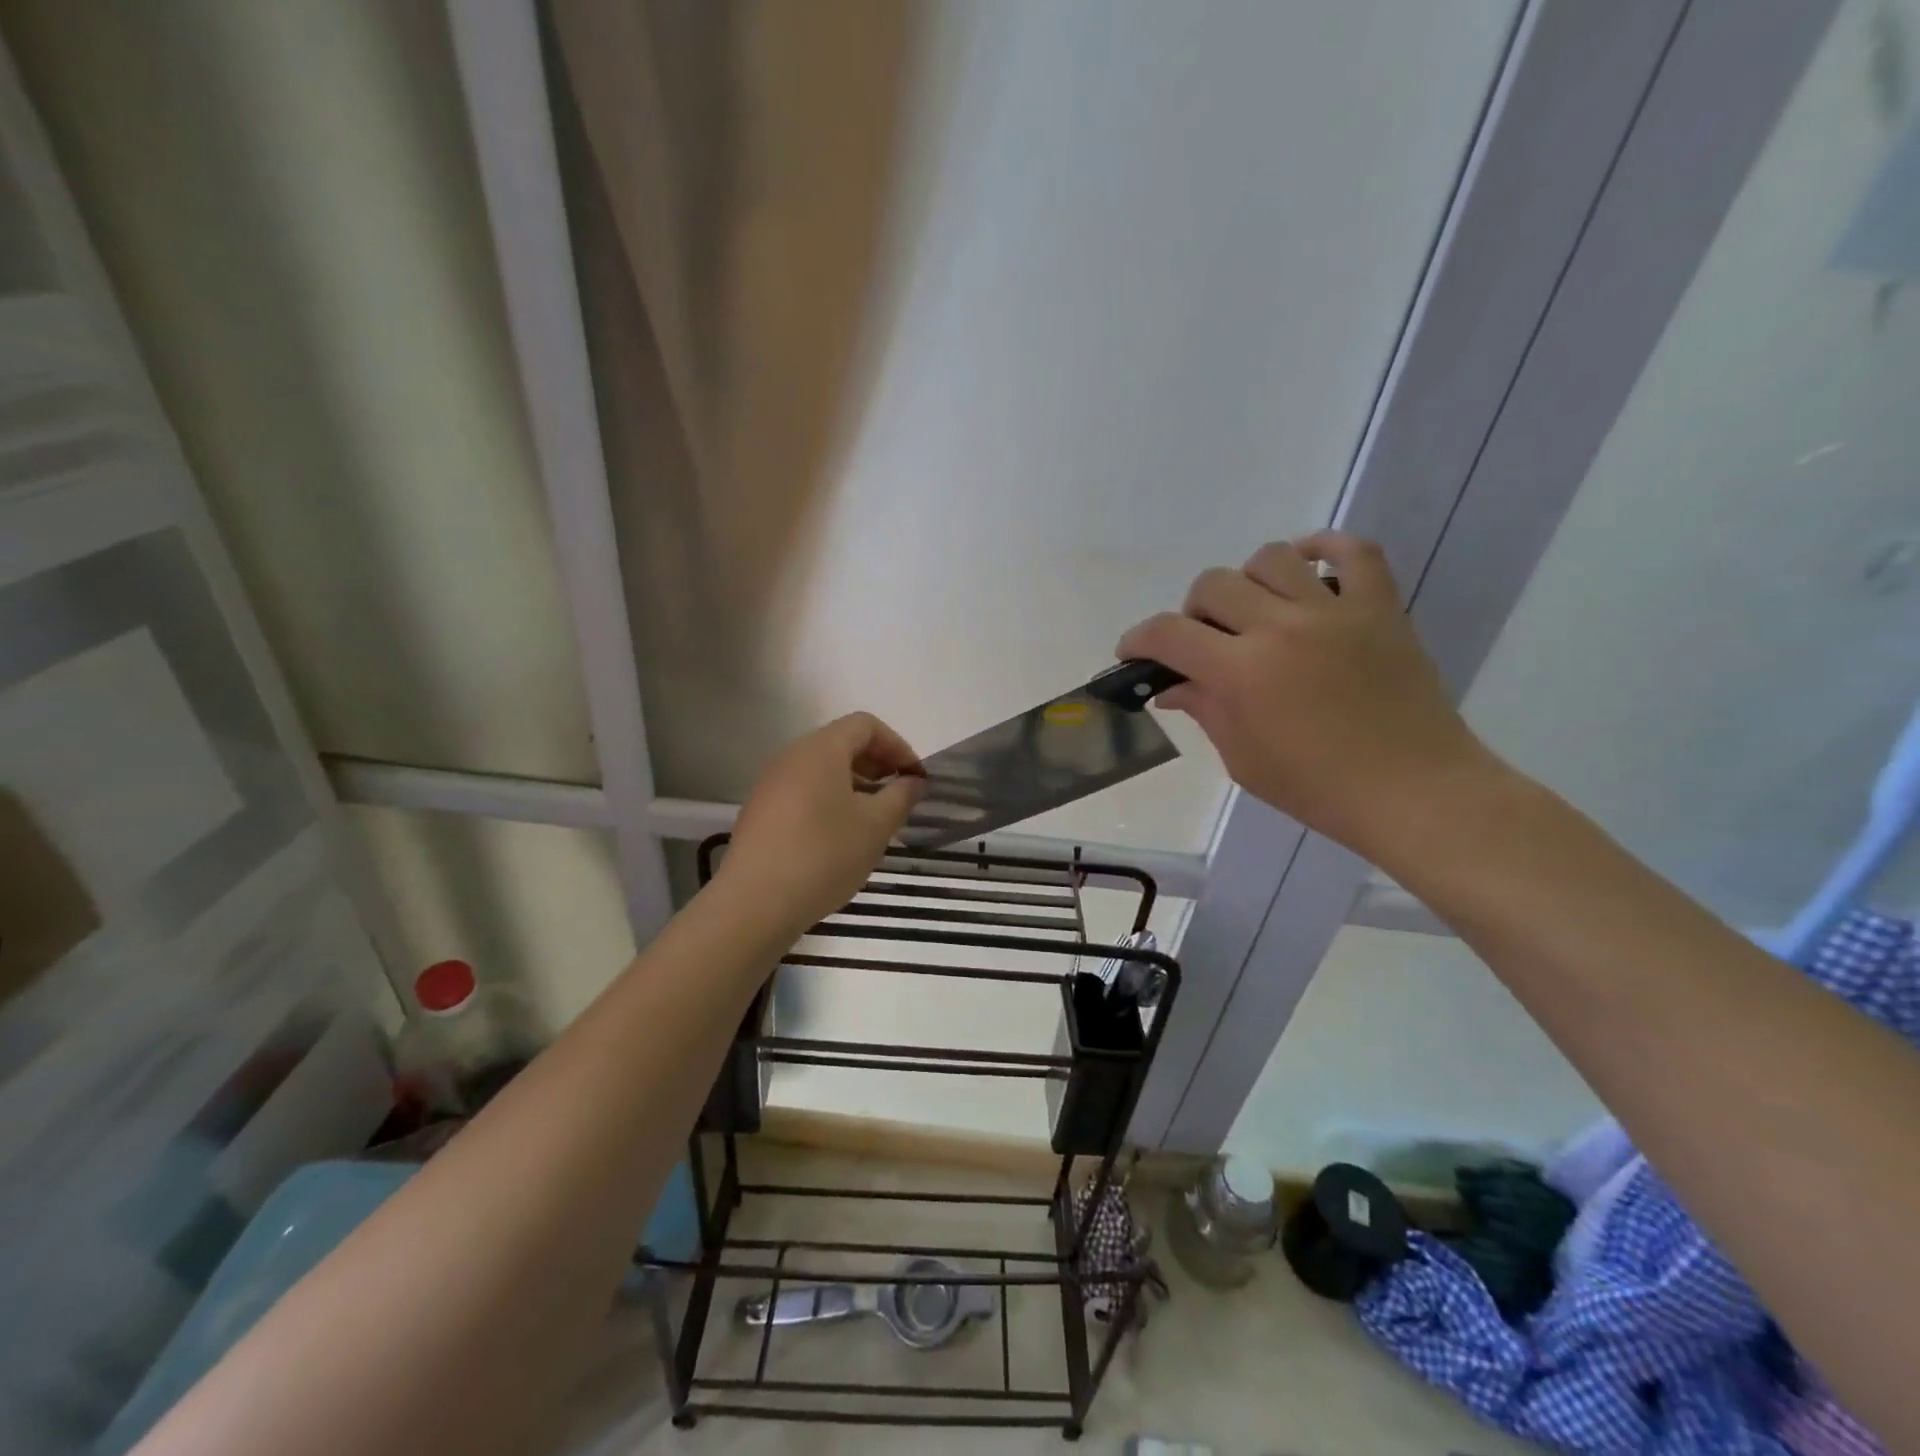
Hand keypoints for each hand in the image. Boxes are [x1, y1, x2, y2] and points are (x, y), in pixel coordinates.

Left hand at [718, 712, 925, 933]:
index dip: (897, 745)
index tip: (915, 778)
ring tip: (875, 819)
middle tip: (900, 796)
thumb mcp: (875, 826)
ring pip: (822, 770)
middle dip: (877, 764)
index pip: (865, 725)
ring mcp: (771, 785)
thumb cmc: (824, 855)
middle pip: (842, 743)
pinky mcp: (761, 812)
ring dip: (855, 785)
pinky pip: (804, 792)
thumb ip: (900, 796)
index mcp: (821, 749)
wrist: (754, 903)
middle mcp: (792, 757)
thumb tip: (912, 781)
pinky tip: (842, 838)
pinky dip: (831, 801)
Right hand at [1117, 533, 1492, 857]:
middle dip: (1192, 613)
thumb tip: (1173, 686)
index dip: (1138, 640)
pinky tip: (1306, 569)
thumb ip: (1205, 710)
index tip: (1134, 653)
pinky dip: (1324, 548)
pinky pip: (1353, 551)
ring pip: (1270, 558)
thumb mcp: (1243, 760)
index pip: (1168, 633)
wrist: (1415, 792)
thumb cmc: (1319, 788)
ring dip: (1247, 583)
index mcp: (1242, 673)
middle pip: (1212, 585)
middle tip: (1204, 644)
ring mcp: (1334, 611)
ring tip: (1255, 612)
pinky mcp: (1380, 607)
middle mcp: (1281, 628)